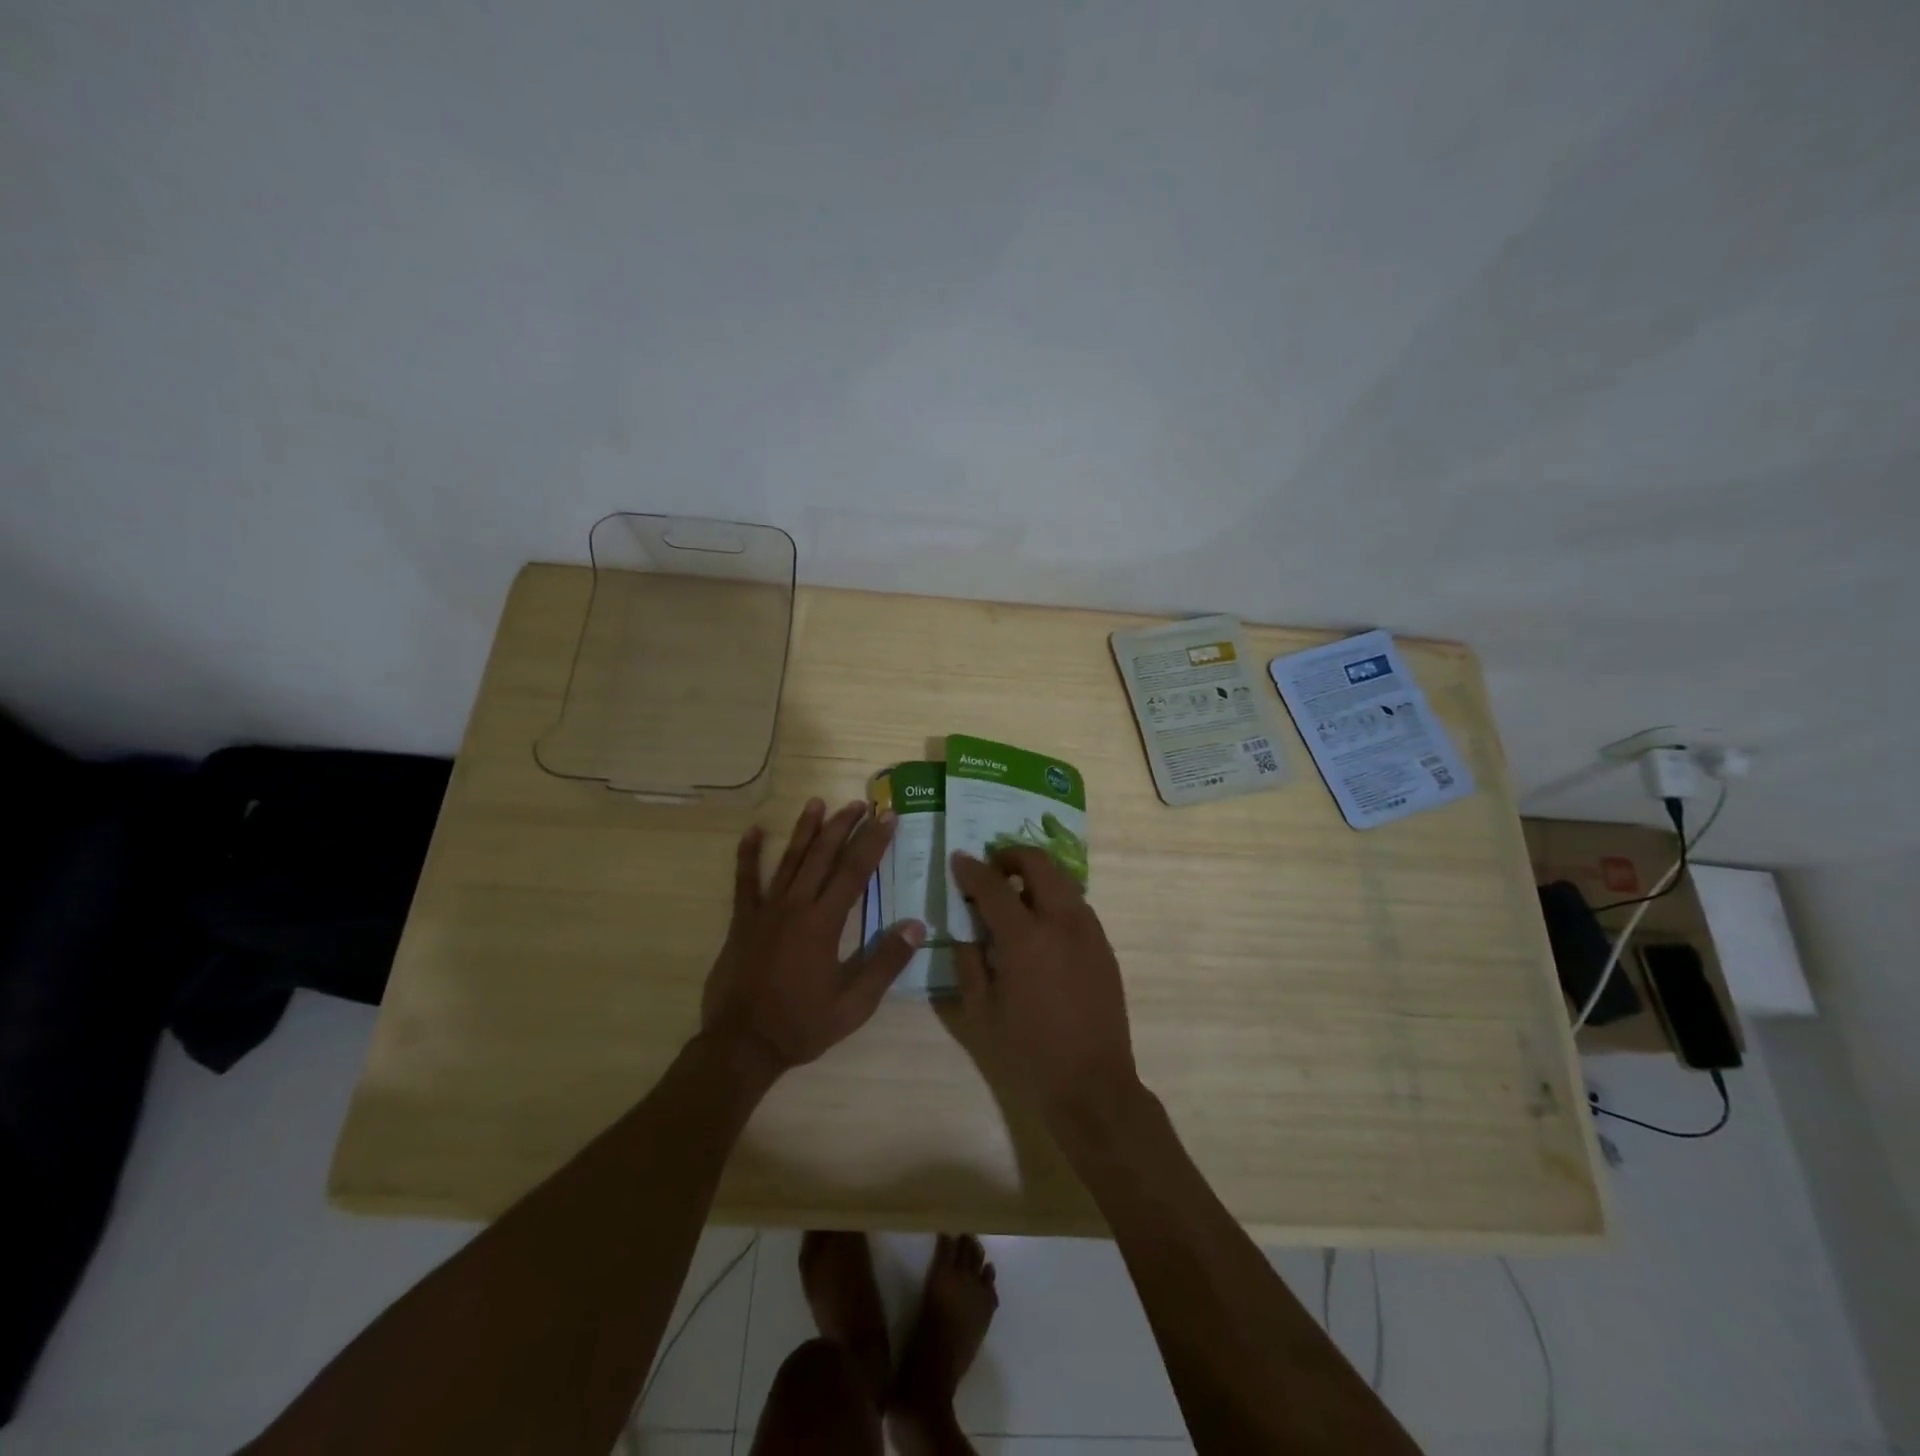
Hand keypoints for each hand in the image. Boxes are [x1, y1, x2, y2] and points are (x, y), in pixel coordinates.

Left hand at [701, 798, 923, 1075]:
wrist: (742, 1044)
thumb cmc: (801, 1025)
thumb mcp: (854, 1004)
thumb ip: (885, 963)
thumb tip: (916, 926)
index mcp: (824, 923)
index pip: (855, 871)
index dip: (873, 842)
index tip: (888, 817)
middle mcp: (796, 906)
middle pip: (822, 856)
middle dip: (843, 826)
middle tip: (859, 803)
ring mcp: (765, 910)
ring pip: (788, 860)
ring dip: (804, 830)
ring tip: (817, 803)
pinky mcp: (742, 921)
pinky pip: (744, 881)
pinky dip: (748, 855)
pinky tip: (752, 832)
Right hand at [949, 847, 1141, 1129]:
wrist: (1092, 1085)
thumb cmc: (1028, 1052)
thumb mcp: (981, 1010)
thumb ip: (968, 960)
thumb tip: (965, 927)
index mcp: (1026, 938)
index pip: (994, 885)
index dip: (972, 869)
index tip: (959, 859)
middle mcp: (1062, 922)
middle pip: (1039, 863)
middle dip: (1011, 856)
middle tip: (991, 870)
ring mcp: (1089, 931)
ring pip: (1062, 880)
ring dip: (1035, 876)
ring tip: (1013, 898)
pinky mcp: (1104, 945)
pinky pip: (1076, 905)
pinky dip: (1053, 899)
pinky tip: (1039, 926)